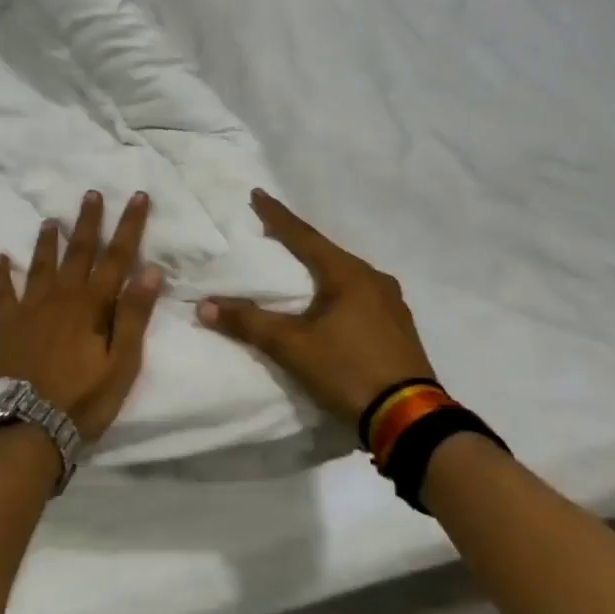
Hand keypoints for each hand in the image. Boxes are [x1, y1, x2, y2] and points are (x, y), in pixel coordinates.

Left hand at [0, 191, 163, 442]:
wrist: (27, 425)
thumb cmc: (83, 398)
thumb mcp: (122, 363)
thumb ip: (134, 315)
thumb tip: (150, 270)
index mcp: (92, 304)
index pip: (118, 257)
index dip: (130, 226)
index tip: (138, 197)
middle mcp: (61, 296)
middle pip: (78, 251)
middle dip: (88, 221)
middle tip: (92, 193)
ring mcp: (31, 309)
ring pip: (41, 265)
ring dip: (48, 241)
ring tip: (50, 220)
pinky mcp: (8, 325)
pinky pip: (2, 293)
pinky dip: (0, 274)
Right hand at [197, 190, 436, 423]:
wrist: (409, 419)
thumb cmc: (347, 370)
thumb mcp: (292, 347)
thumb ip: (248, 323)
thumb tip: (205, 306)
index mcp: (349, 274)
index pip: (304, 236)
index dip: (277, 215)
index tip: (257, 194)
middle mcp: (374, 280)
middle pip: (327, 253)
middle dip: (298, 243)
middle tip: (271, 235)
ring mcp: (392, 304)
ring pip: (345, 276)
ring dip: (319, 270)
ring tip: (297, 271)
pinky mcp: (398, 328)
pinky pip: (359, 297)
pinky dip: (337, 293)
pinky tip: (328, 306)